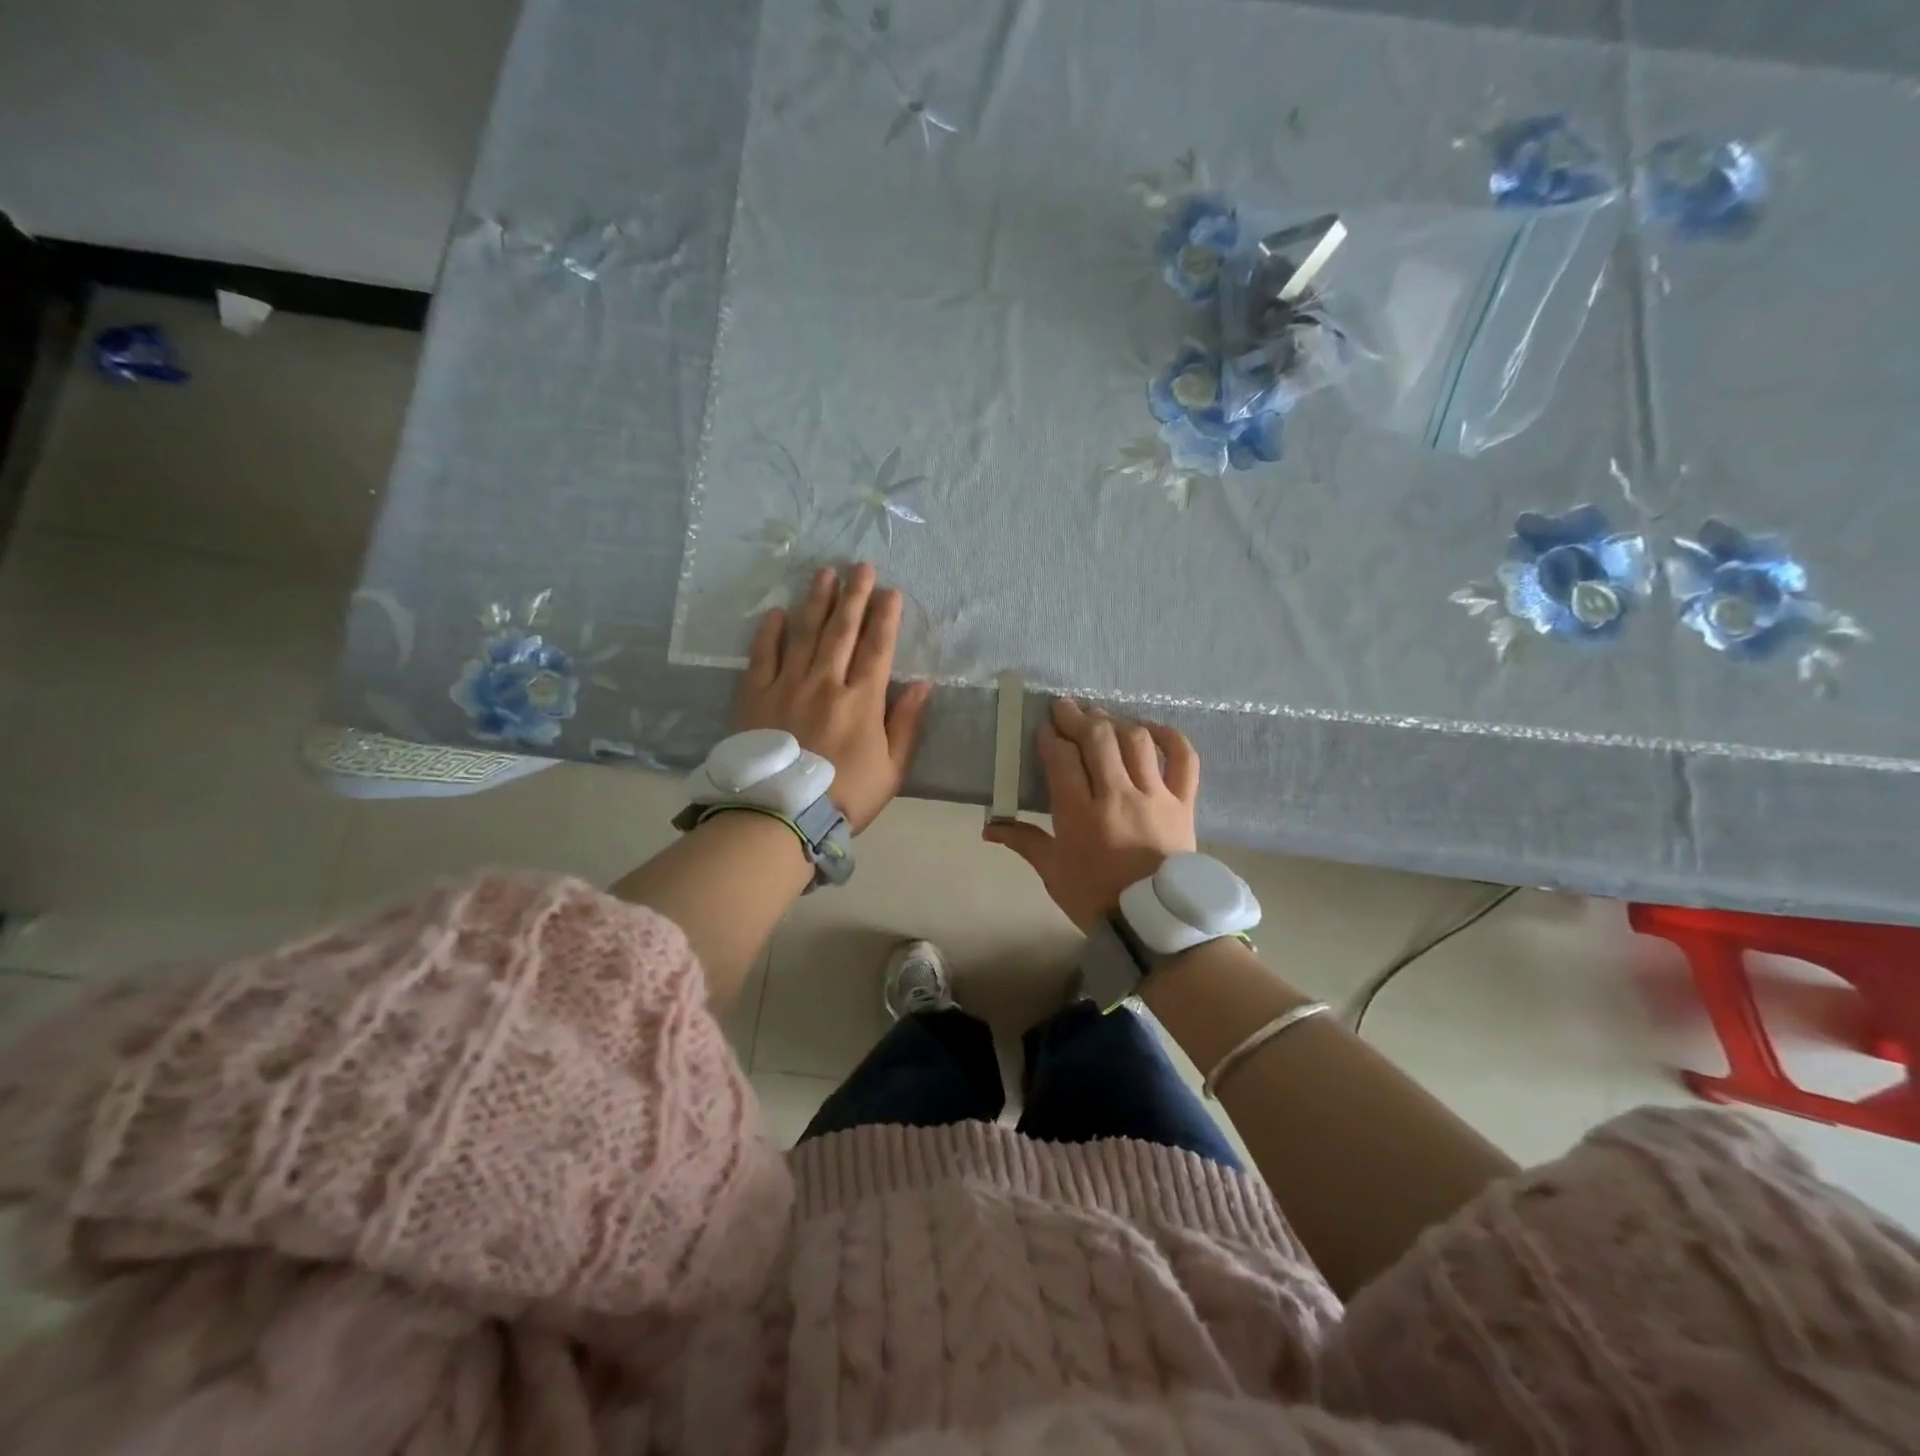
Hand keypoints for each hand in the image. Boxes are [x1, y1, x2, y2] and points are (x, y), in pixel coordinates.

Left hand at [737, 564, 931, 832]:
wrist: (780, 816)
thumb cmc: (844, 797)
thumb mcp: (891, 769)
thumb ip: (906, 724)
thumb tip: (923, 684)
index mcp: (862, 700)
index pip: (878, 648)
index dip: (886, 617)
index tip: (892, 591)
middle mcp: (825, 682)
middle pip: (842, 630)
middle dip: (854, 595)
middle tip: (860, 566)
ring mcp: (786, 685)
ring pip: (804, 633)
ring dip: (817, 601)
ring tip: (824, 574)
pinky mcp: (754, 695)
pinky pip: (762, 655)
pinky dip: (770, 632)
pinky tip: (777, 612)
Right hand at [982, 698, 1198, 931]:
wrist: (1155, 925)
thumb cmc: (1096, 899)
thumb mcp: (1053, 872)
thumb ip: (1024, 842)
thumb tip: (988, 828)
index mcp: (1080, 815)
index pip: (1062, 759)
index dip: (1050, 738)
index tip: (1043, 729)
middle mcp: (1118, 796)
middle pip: (1098, 739)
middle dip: (1077, 718)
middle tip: (1064, 708)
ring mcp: (1155, 796)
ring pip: (1136, 741)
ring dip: (1115, 721)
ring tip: (1100, 716)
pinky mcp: (1183, 803)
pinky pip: (1183, 760)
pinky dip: (1170, 737)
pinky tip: (1151, 728)